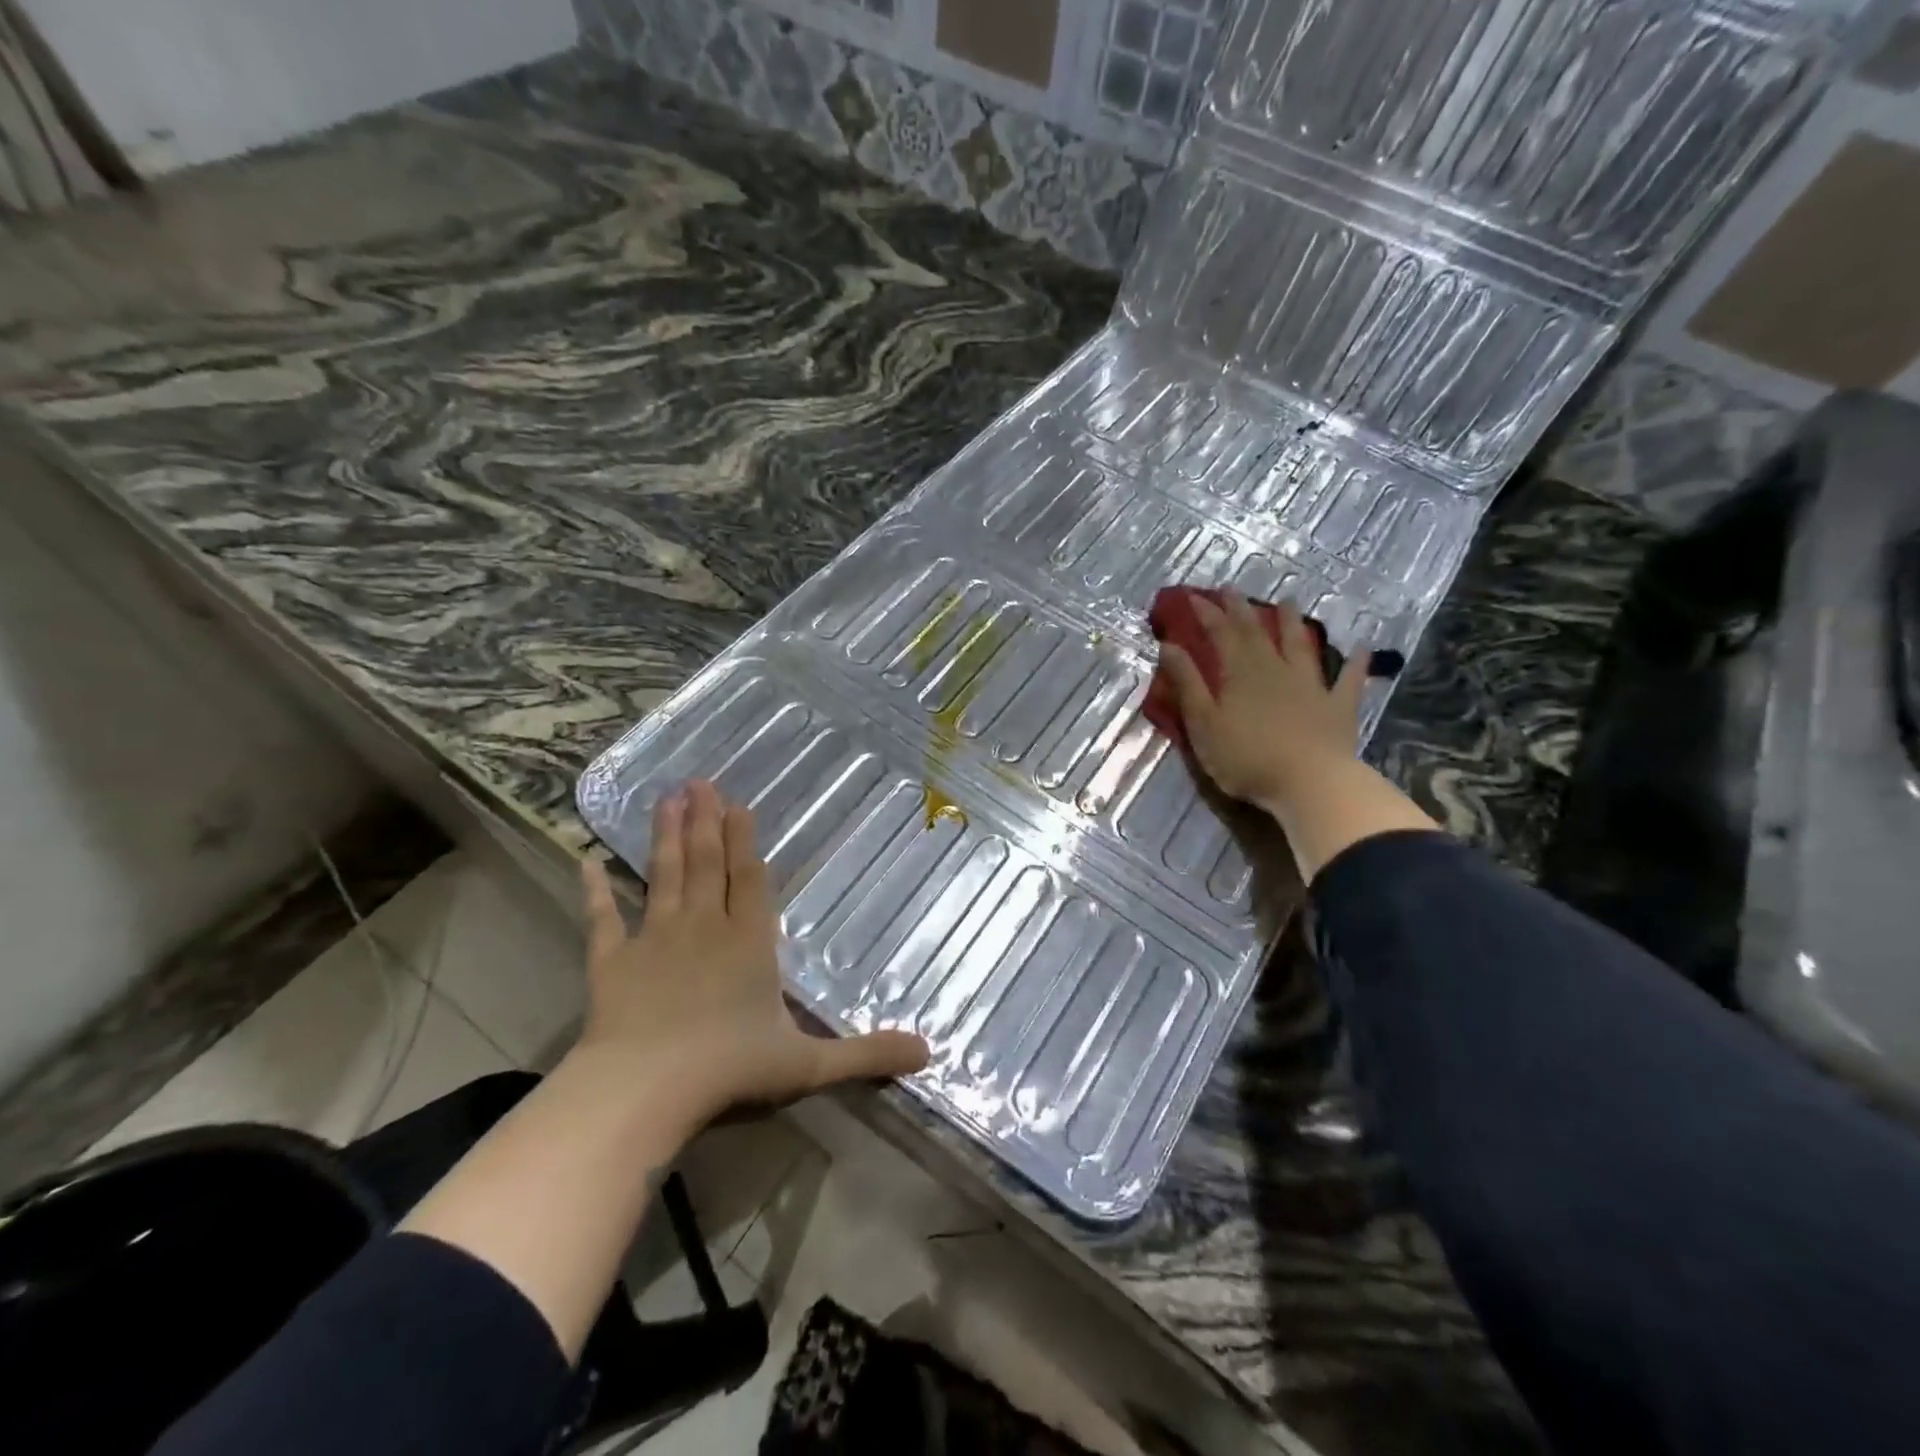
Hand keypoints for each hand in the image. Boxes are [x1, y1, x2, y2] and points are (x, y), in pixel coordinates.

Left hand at [578, 780, 928, 1126]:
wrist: (643, 1091)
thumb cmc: (729, 1071)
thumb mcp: (809, 1066)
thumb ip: (866, 1055)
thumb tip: (929, 1054)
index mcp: (748, 944)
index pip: (751, 881)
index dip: (746, 842)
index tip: (738, 804)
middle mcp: (704, 928)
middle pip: (706, 864)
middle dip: (706, 822)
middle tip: (700, 782)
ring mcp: (654, 940)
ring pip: (664, 876)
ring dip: (666, 837)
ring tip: (667, 798)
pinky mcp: (612, 962)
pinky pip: (603, 919)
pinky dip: (594, 891)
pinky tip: (585, 861)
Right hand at [1159, 592, 1370, 814]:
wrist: (1309, 783)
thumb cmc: (1246, 758)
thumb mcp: (1203, 723)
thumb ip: (1187, 684)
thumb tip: (1169, 646)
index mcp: (1239, 674)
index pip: (1220, 634)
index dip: (1206, 613)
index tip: (1193, 596)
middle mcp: (1275, 669)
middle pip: (1256, 632)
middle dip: (1241, 609)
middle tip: (1231, 589)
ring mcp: (1311, 685)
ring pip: (1300, 646)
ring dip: (1293, 622)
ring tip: (1288, 601)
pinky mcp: (1339, 706)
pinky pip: (1349, 679)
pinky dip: (1356, 662)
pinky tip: (1364, 647)